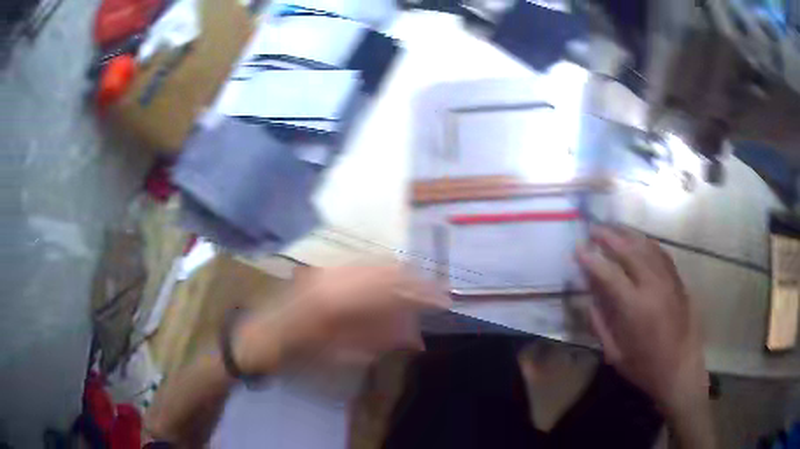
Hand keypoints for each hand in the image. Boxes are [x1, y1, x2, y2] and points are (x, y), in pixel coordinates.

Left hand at [232, 266, 450, 375]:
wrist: (258, 338)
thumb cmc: (295, 355)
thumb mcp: (339, 355)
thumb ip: (379, 340)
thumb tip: (414, 336)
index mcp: (340, 300)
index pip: (391, 288)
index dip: (421, 292)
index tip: (443, 299)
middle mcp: (336, 276)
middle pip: (387, 269)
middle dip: (414, 281)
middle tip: (433, 297)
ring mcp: (327, 270)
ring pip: (374, 264)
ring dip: (398, 276)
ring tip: (414, 293)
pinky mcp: (323, 271)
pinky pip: (360, 266)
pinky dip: (380, 275)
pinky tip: (387, 289)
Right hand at [576, 226, 707, 412]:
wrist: (680, 369)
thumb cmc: (645, 366)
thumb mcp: (614, 353)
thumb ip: (599, 324)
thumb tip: (588, 299)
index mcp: (634, 308)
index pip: (609, 273)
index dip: (591, 259)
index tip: (577, 248)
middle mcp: (653, 286)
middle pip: (629, 251)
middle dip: (609, 237)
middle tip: (593, 228)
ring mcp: (668, 280)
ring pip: (647, 246)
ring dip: (628, 234)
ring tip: (613, 228)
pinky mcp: (678, 281)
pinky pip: (661, 253)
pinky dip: (647, 243)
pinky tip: (639, 241)